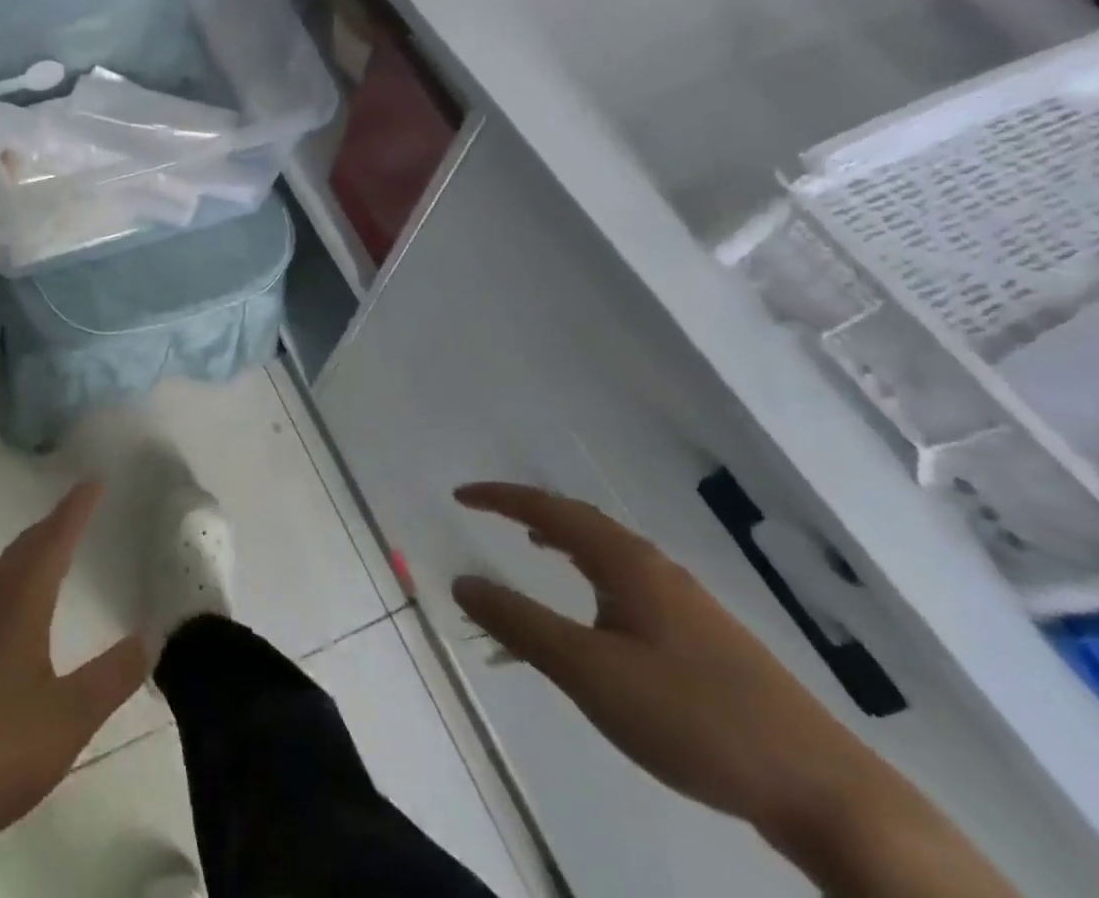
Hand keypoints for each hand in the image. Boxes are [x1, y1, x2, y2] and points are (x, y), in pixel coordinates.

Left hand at [0, 482, 149, 857]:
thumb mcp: (70, 717)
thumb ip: (113, 676)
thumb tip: (150, 636)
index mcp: (20, 603)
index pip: (53, 541)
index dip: (75, 510)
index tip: (94, 482)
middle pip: (24, 548)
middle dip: (53, 523)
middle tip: (79, 506)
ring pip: (3, 570)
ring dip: (30, 549)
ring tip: (51, 545)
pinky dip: (13, 576)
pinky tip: (15, 607)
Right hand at [448, 482, 882, 843]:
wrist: (828, 795)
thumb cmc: (695, 719)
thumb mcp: (591, 673)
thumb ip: (521, 625)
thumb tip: (463, 581)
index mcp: (629, 563)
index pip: (551, 510)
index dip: (502, 498)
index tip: (461, 495)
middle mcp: (657, 570)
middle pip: (583, 523)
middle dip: (532, 513)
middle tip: (490, 513)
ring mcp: (689, 605)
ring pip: (610, 554)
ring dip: (565, 543)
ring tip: (534, 548)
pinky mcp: (707, 642)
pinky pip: (629, 584)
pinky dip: (593, 575)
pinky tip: (597, 613)